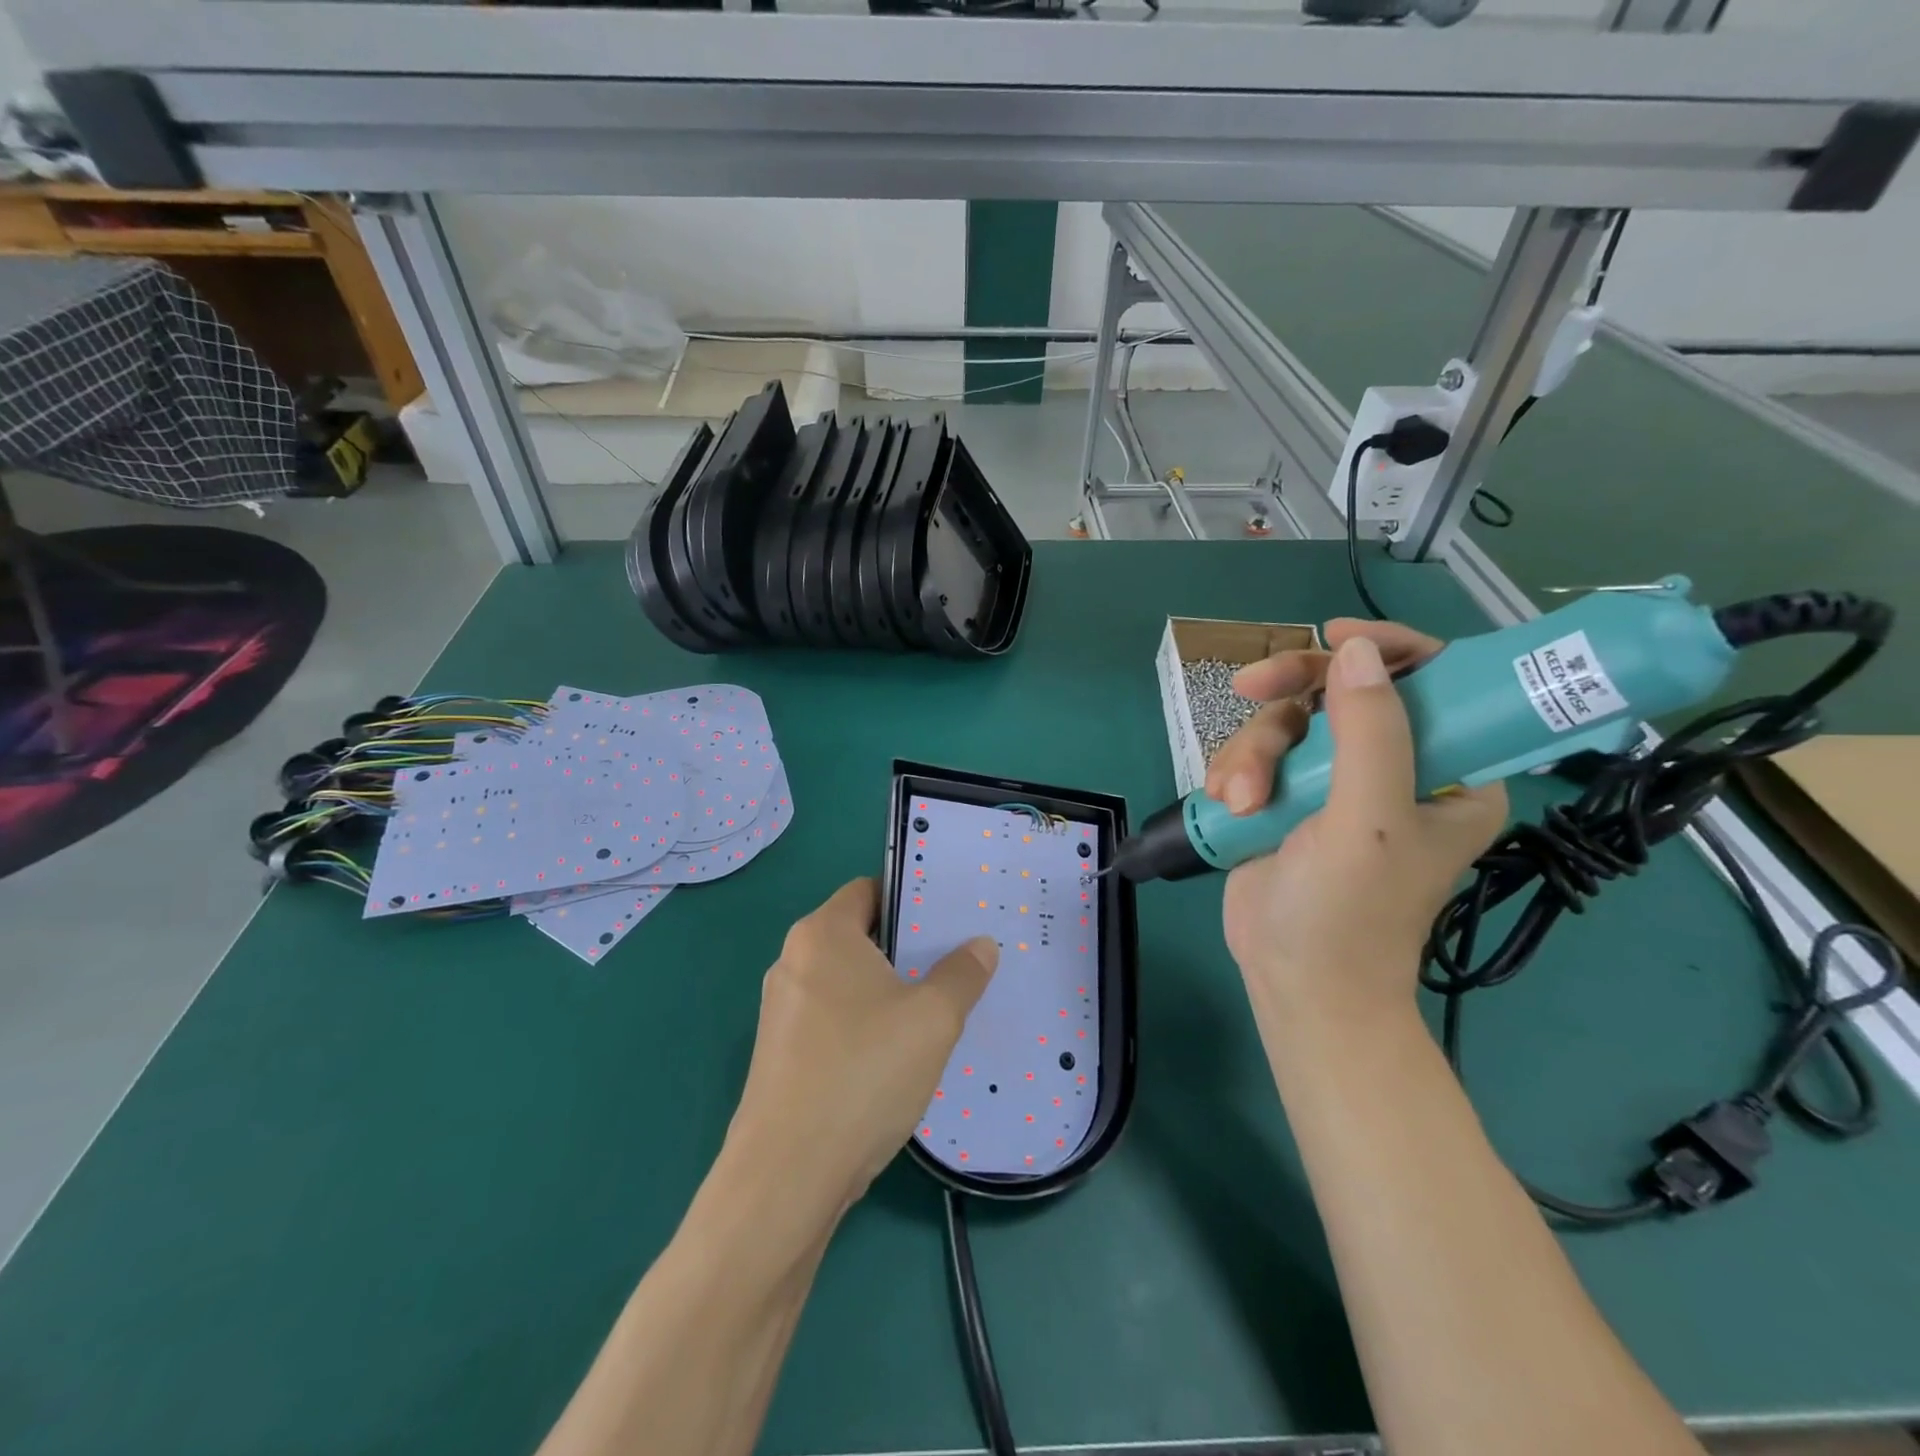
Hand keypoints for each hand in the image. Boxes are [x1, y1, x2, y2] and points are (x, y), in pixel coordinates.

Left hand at [727, 879, 997, 1218]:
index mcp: (822, 935)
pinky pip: (831, 1018)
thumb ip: (962, 974)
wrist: (787, 1175)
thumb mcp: (933, 1019)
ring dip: (885, 990)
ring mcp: (781, 1009)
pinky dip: (862, 1023)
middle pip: (857, 935)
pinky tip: (895, 1055)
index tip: (949, 918)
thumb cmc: (863, 1073)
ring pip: (845, 981)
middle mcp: (793, 961)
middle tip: (953, 962)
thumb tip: (981, 945)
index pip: (868, 890)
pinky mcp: (779, 1053)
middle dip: (904, 947)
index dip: (909, 898)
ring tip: (933, 1008)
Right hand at [1218, 627, 1506, 1030]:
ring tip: (1241, 800)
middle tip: (1250, 689)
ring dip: (1252, 753)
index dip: (1388, 650)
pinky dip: (1235, 772)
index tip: (1333, 640)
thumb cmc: (1350, 913)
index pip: (1434, 683)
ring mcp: (1333, 783)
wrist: (1293, 983)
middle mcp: (1394, 769)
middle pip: (1341, 690)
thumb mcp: (1368, 822)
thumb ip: (1370, 733)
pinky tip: (1227, 805)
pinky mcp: (1286, 798)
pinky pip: (1256, 753)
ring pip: (1286, 722)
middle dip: (1291, 695)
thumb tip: (1356, 651)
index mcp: (1449, 773)